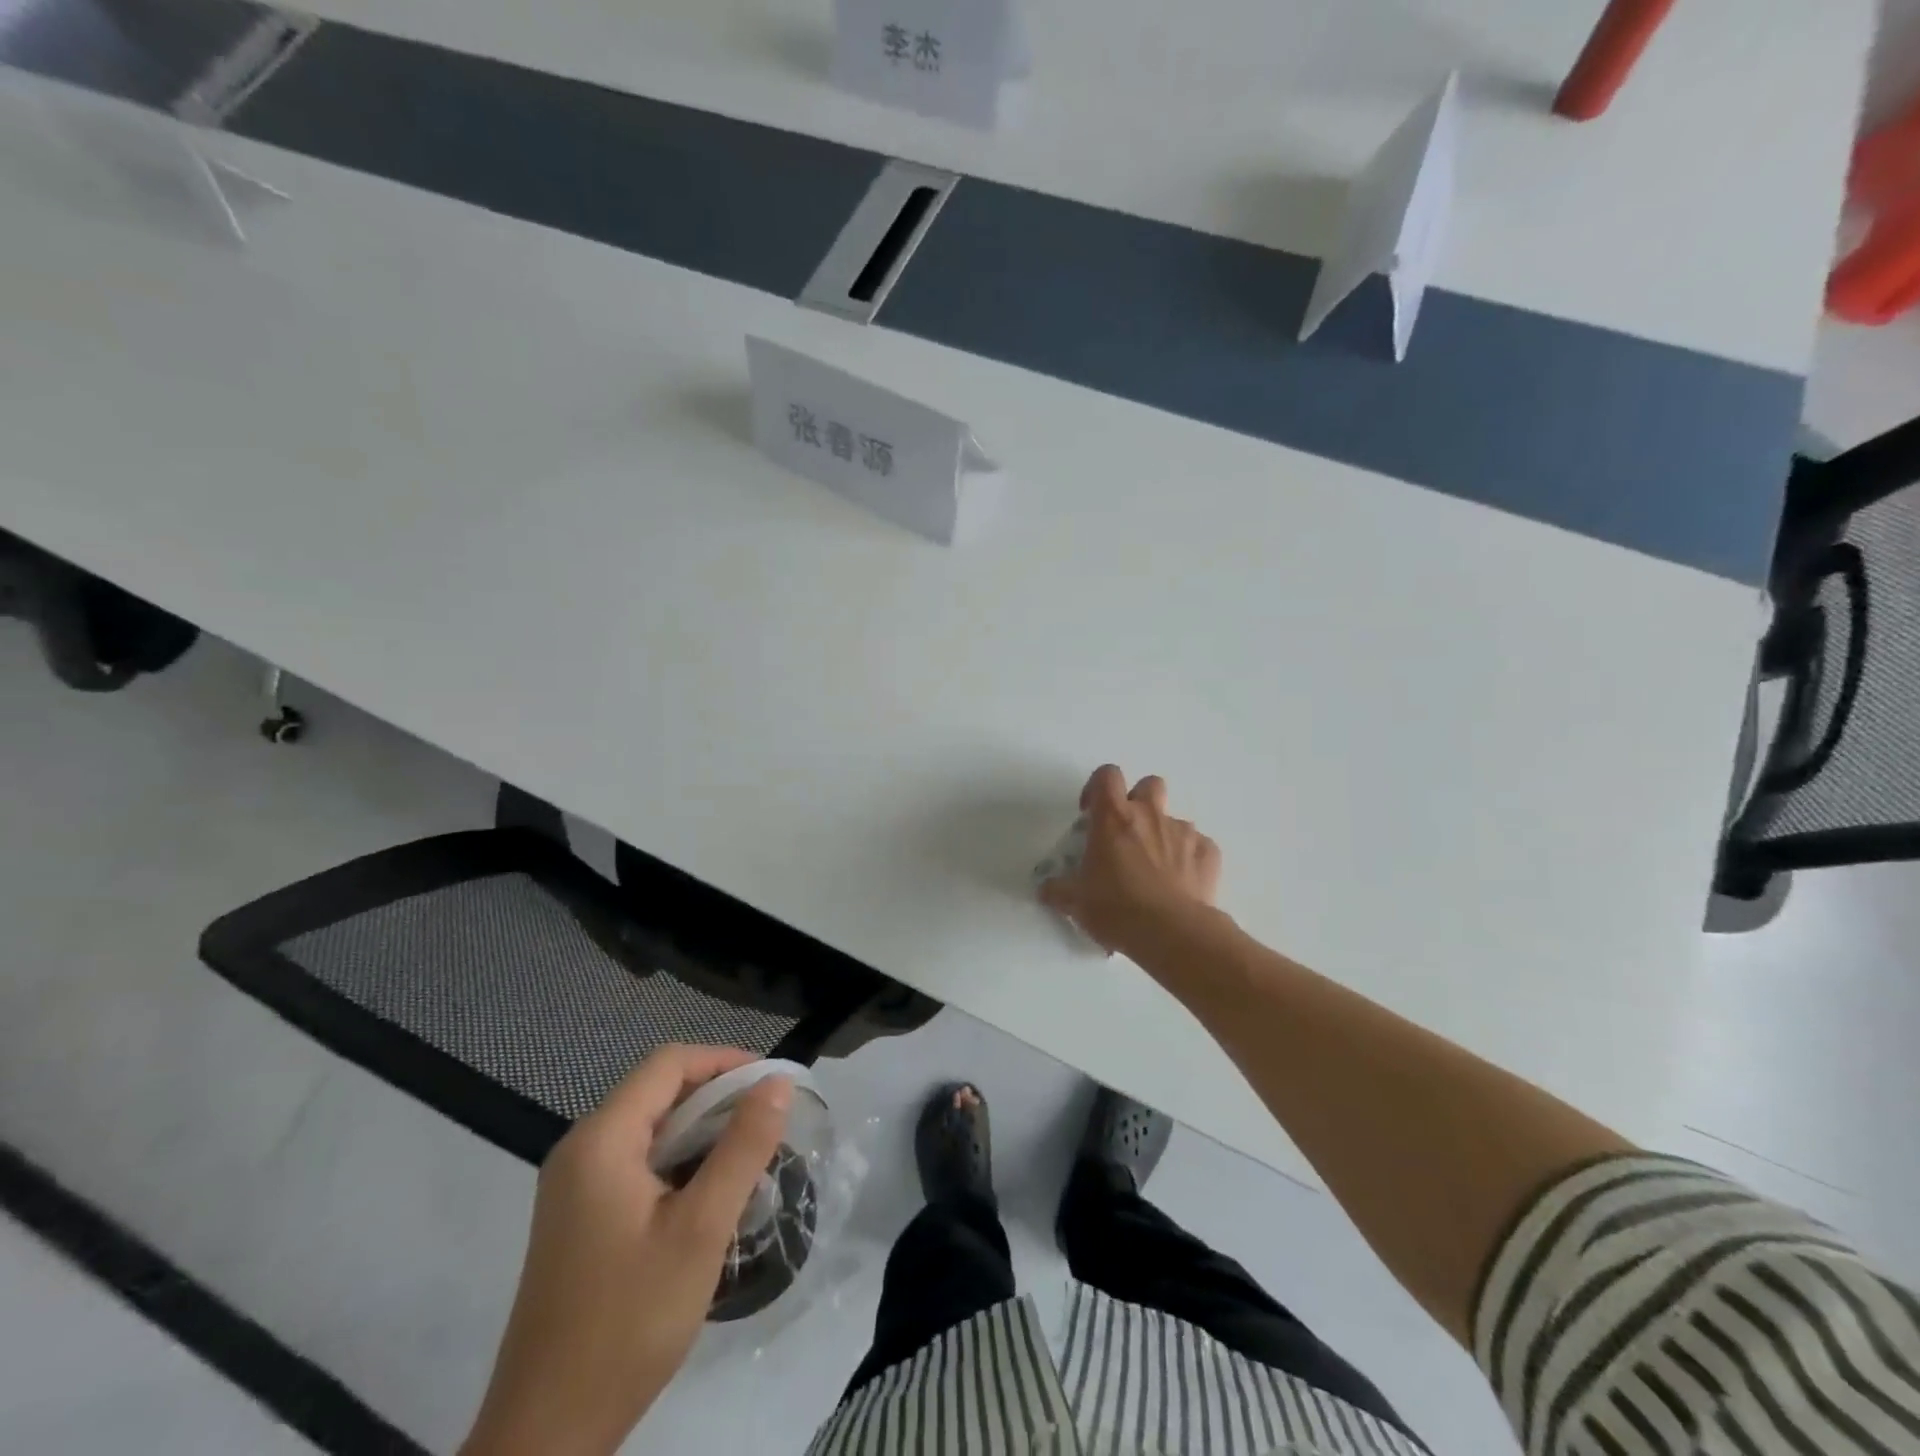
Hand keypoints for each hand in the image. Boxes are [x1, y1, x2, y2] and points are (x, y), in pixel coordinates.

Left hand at [462, 1045, 791, 1455]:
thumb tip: (777, 1083)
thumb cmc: (628, 1321)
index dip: (725, 1061)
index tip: (772, 1084)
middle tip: (770, 1122)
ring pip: (651, 1128)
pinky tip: (710, 1194)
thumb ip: (742, 1147)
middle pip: (659, 1091)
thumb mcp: (701, 1229)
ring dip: (702, 1131)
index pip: (669, 1064)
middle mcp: (580, 1149)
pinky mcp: (579, 1218)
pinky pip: (637, 1163)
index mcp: (601, 1139)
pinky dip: (679, 1161)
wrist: (546, 1436)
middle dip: (718, 1097)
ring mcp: (574, 1185)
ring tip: (750, 1156)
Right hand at [1039, 765, 1221, 954]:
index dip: (1098, 787)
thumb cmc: (1116, 909)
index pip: (1107, 775)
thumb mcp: (1076, 902)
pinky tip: (1181, 885)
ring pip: (1174, 819)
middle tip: (1128, 833)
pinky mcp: (1209, 853)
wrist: (1173, 933)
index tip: (1091, 812)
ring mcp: (1183, 832)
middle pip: (1149, 785)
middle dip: (1139, 801)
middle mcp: (1150, 815)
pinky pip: (1198, 846)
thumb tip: (1046, 890)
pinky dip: (1188, 859)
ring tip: (1156, 869)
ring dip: (1163, 835)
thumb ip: (1058, 890)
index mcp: (1113, 817)